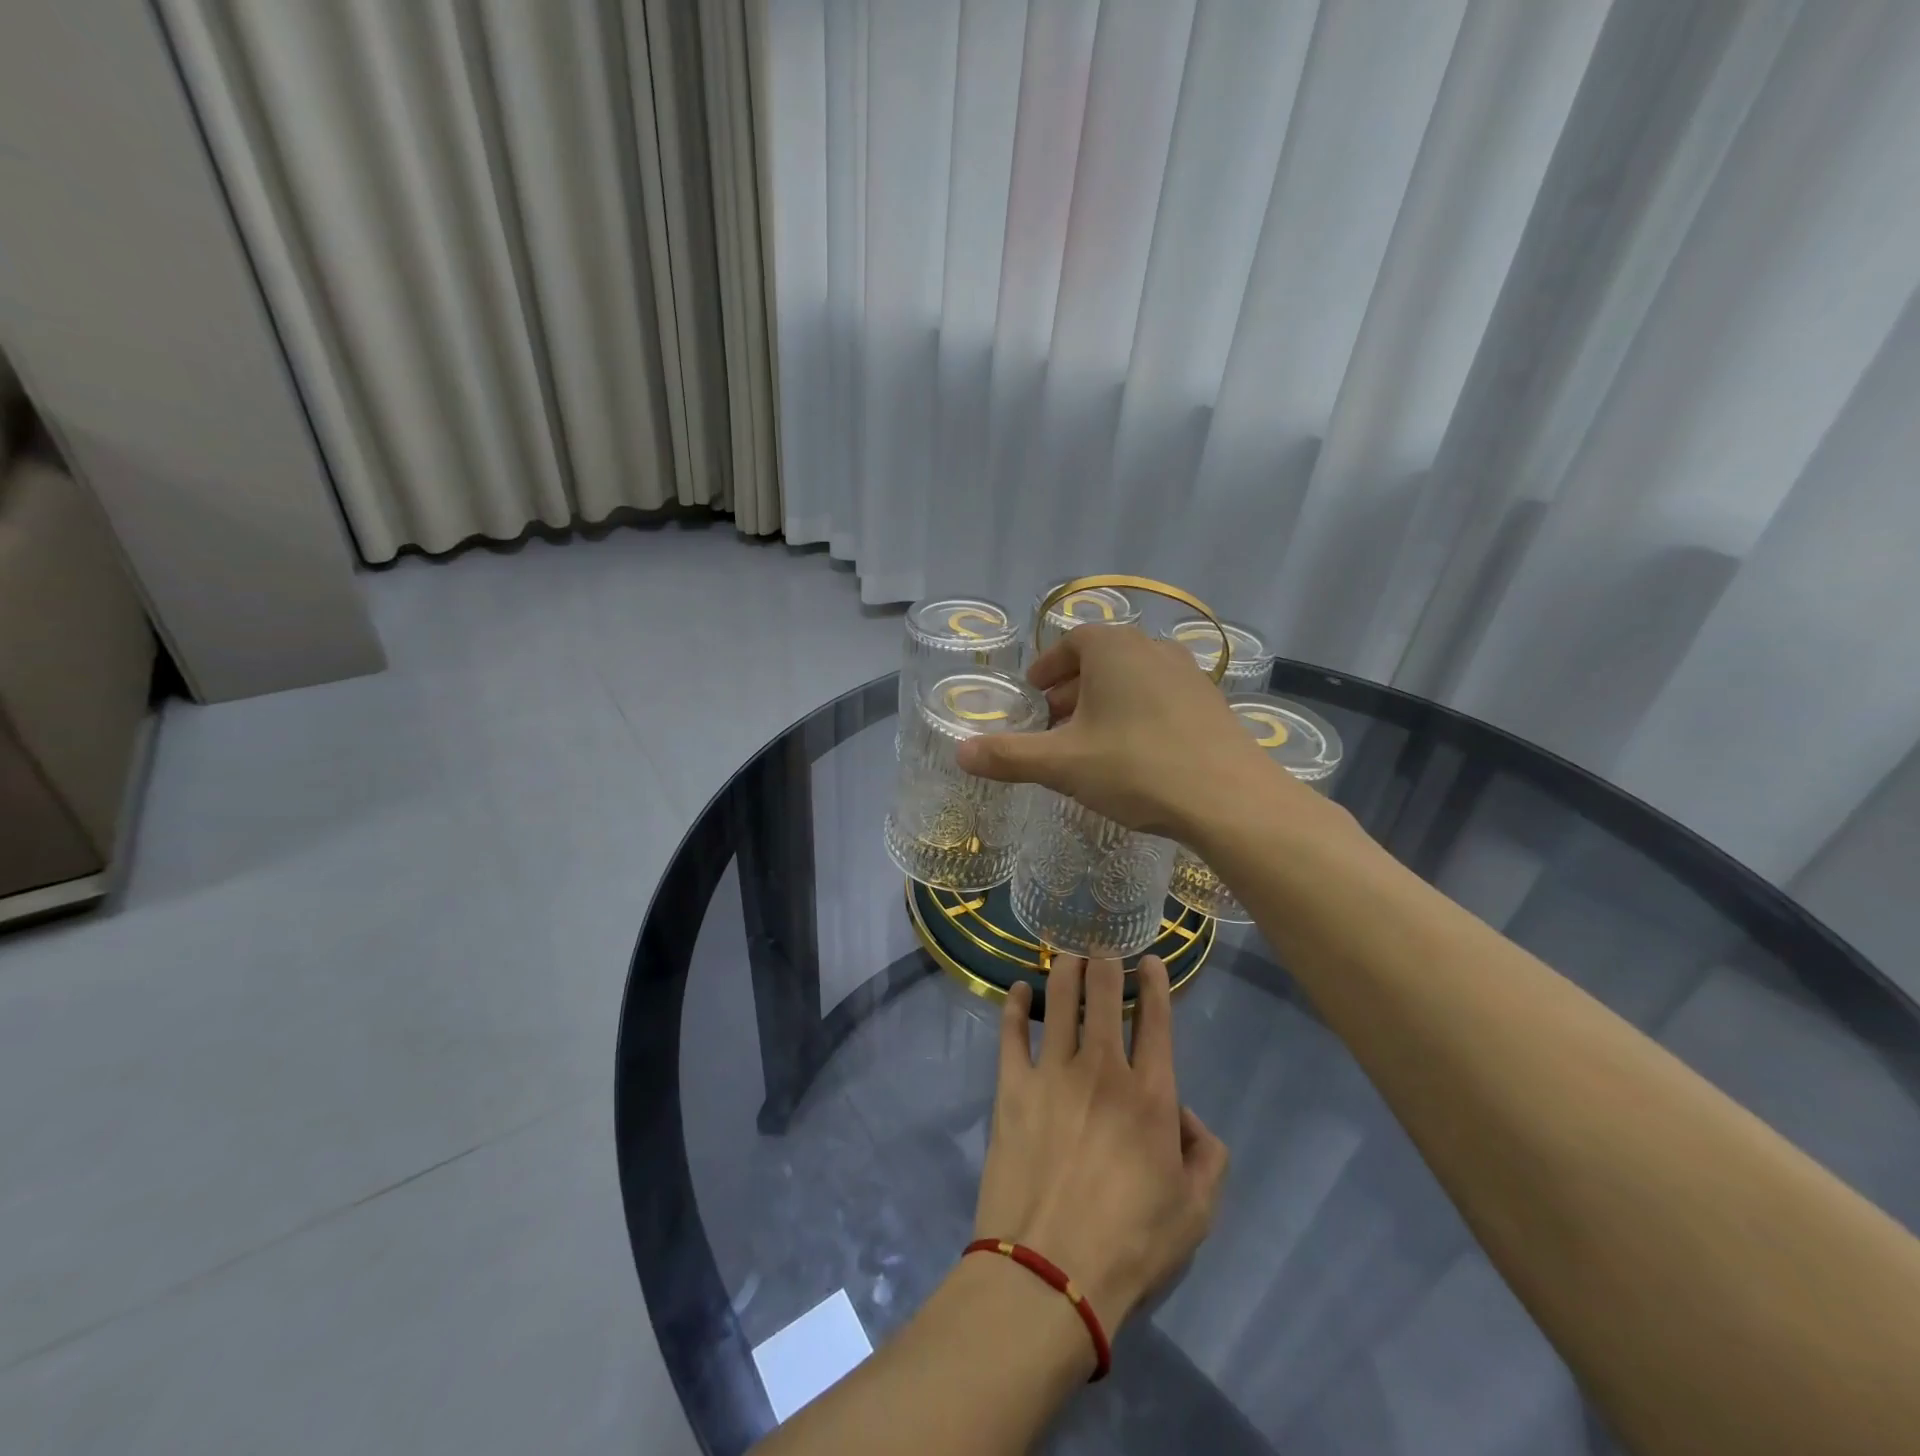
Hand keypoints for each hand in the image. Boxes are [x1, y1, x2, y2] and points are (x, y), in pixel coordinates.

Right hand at [955, 624, 1310, 840]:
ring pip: (1132, 679)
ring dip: (1104, 702)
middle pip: (1101, 660)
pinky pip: (1160, 698)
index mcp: (1113, 648)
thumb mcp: (1062, 764)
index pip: (1070, 642)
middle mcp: (1152, 649)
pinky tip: (1133, 754)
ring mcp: (1188, 675)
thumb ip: (1008, 756)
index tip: (1033, 693)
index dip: (1047, 668)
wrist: (1229, 799)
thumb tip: (959, 752)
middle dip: (1071, 688)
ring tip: (1088, 740)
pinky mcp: (1211, 704)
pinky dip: (1136, 715)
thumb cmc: (1136, 767)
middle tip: (1052, 722)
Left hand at [971, 955, 1228, 1334]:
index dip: (1155, 983)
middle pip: (1105, 996)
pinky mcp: (1012, 1087)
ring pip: (1059, 1001)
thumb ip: (1208, 1156)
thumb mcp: (1196, 1212)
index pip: (1156, 1021)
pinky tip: (1016, 989)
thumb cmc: (1130, 1244)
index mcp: (1151, 1094)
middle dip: (1106, 961)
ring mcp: (1052, 1073)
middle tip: (1103, 944)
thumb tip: (1188, 1117)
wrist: (1050, 1271)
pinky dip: (1012, 1005)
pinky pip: (1011, 1032)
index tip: (1150, 958)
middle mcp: (1102, 1070)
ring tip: (1066, 952)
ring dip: (1065, 970)